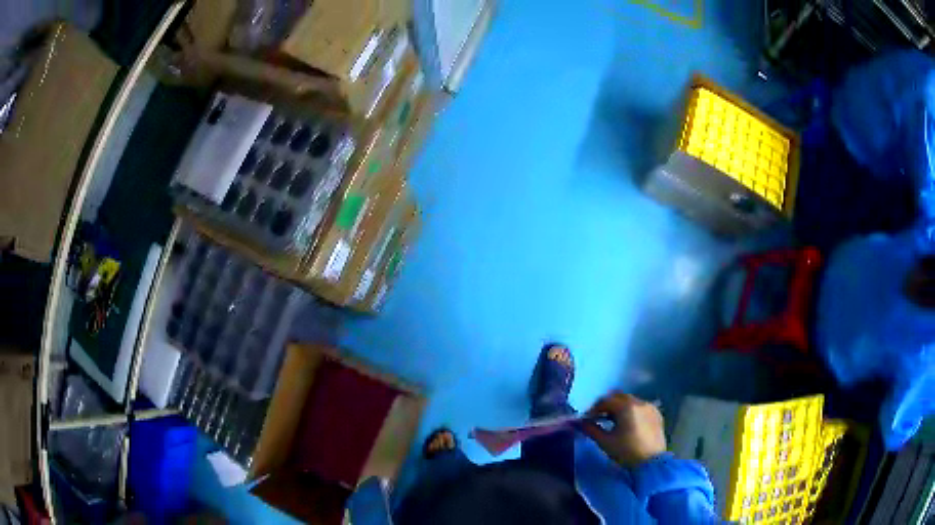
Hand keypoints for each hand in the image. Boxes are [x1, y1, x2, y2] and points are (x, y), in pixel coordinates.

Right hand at [582, 391, 665, 467]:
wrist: (651, 463)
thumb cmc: (626, 452)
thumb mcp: (605, 442)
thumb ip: (591, 429)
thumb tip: (582, 422)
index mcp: (626, 407)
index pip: (606, 400)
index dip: (594, 408)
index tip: (588, 418)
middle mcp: (639, 402)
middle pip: (619, 397)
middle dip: (608, 405)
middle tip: (599, 417)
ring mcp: (650, 407)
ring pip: (631, 400)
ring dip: (620, 407)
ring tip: (614, 421)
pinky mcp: (657, 414)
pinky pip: (641, 406)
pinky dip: (632, 411)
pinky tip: (629, 423)